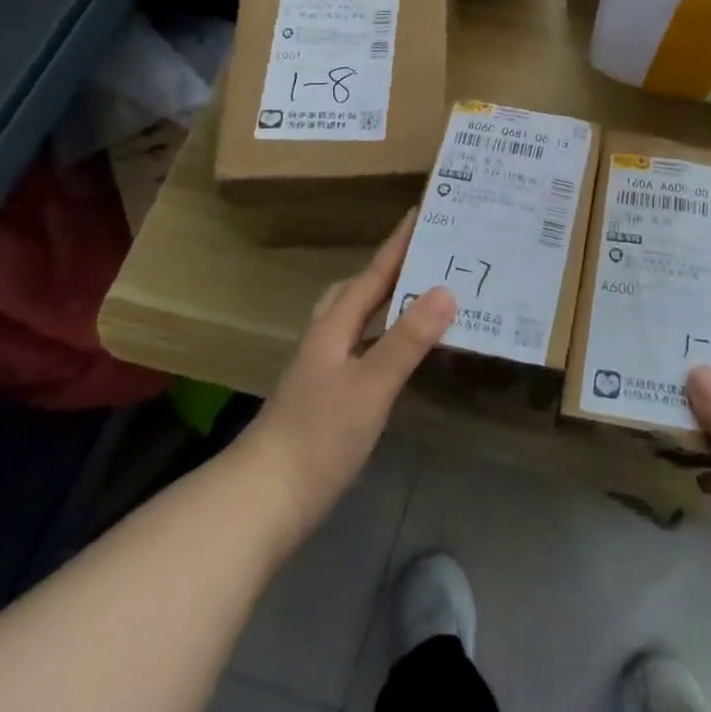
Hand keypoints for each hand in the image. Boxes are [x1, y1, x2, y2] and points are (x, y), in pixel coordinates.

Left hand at [241, 218, 455, 552]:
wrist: (263, 499)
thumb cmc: (318, 436)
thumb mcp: (371, 385)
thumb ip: (408, 339)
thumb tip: (447, 290)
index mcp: (334, 327)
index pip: (373, 274)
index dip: (398, 244)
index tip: (421, 212)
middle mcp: (326, 340)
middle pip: (357, 291)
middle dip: (388, 268)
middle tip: (425, 255)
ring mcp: (324, 370)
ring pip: (356, 320)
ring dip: (386, 302)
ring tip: (421, 295)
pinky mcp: (327, 397)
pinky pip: (362, 348)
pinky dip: (384, 337)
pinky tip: (400, 353)